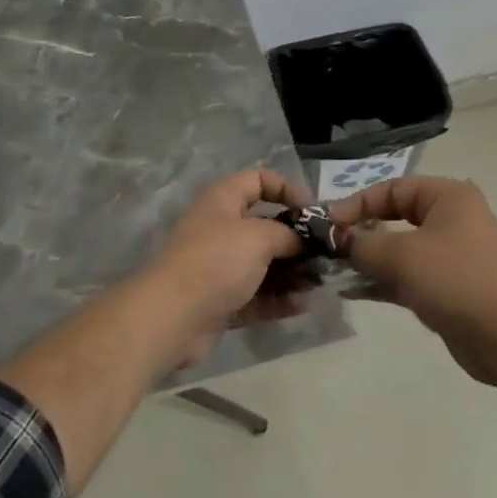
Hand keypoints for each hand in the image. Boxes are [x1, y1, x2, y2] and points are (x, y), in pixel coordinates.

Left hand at [140, 170, 309, 367]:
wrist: (172, 316)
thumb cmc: (217, 261)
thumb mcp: (259, 237)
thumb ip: (289, 234)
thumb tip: (306, 241)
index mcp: (223, 201)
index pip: (258, 181)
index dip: (287, 189)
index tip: (312, 212)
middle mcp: (220, 229)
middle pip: (265, 226)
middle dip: (296, 240)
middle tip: (325, 255)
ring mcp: (219, 267)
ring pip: (263, 264)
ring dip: (292, 273)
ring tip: (319, 283)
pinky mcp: (220, 300)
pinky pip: (256, 295)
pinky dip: (278, 299)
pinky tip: (303, 305)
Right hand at [329, 176, 496, 382]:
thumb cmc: (454, 280)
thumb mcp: (400, 256)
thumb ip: (362, 244)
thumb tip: (338, 241)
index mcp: (448, 197)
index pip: (392, 189)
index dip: (357, 203)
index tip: (327, 224)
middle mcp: (451, 219)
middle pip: (395, 217)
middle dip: (360, 232)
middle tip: (328, 246)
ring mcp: (450, 255)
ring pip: (399, 249)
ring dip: (367, 259)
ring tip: (332, 270)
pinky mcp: (447, 287)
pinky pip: (406, 276)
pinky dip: (381, 281)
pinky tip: (350, 291)